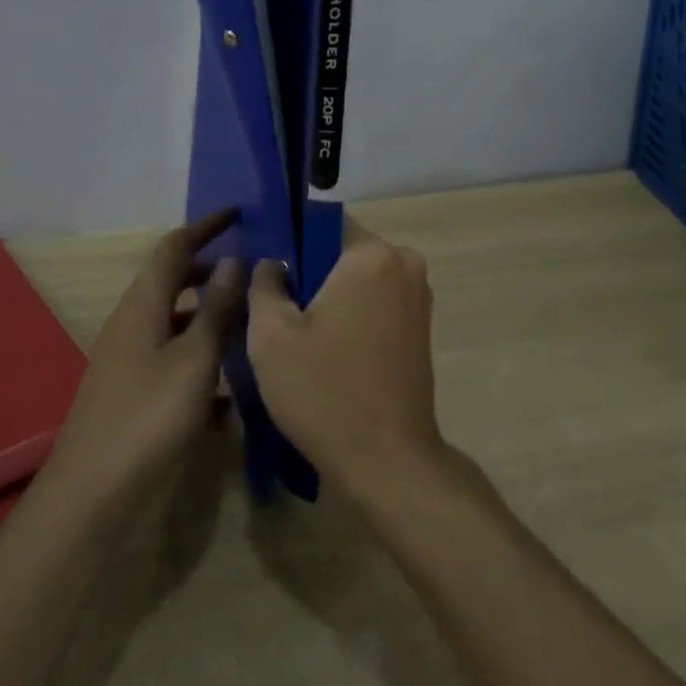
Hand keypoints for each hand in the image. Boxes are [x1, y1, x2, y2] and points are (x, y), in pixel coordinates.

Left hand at [46, 210, 245, 507]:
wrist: (91, 493)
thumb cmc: (148, 416)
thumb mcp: (195, 359)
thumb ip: (217, 309)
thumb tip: (235, 261)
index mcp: (143, 304)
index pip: (174, 247)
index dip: (205, 227)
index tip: (237, 214)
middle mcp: (131, 322)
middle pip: (171, 280)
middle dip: (209, 270)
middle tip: (249, 272)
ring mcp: (128, 358)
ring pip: (173, 320)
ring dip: (207, 314)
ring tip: (247, 324)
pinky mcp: (131, 391)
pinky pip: (171, 357)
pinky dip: (199, 357)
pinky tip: (228, 392)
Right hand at [246, 232, 444, 504]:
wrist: (388, 463)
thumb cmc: (324, 391)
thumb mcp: (271, 336)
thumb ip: (263, 283)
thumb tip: (272, 262)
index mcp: (371, 254)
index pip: (320, 223)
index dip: (288, 244)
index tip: (266, 275)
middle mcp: (404, 263)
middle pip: (341, 251)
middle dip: (309, 273)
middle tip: (275, 310)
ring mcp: (419, 296)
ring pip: (358, 279)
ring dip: (330, 297)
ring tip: (298, 334)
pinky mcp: (422, 326)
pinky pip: (376, 301)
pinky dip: (351, 315)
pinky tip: (327, 350)